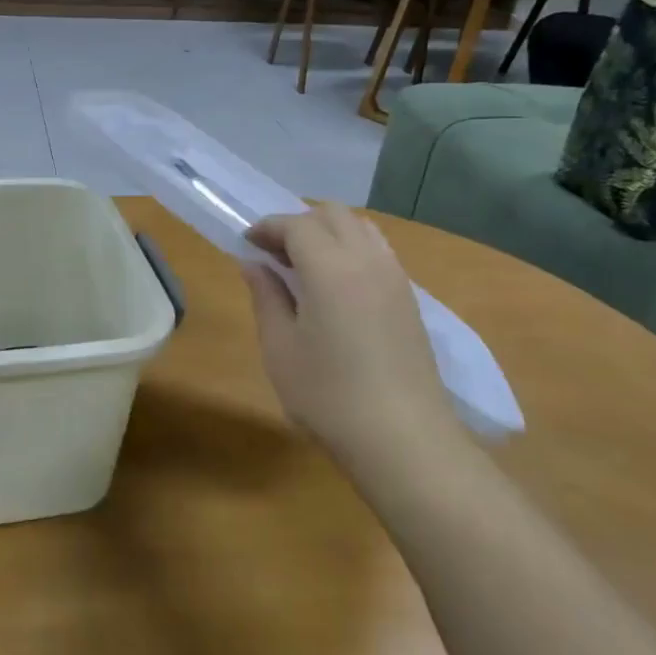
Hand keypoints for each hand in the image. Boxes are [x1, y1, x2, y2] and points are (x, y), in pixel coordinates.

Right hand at [242, 205, 459, 460]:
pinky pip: (378, 253)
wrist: (402, 439)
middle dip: (298, 223)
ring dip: (328, 233)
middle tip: (273, 252)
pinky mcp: (409, 300)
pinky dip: (351, 251)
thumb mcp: (279, 346)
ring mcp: (395, 279)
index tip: (246, 242)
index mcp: (331, 268)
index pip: (296, 224)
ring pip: (361, 229)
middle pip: (333, 215)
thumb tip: (253, 264)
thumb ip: (266, 296)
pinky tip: (334, 287)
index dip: (268, 227)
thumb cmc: (327, 394)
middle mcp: (368, 261)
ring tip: (303, 266)